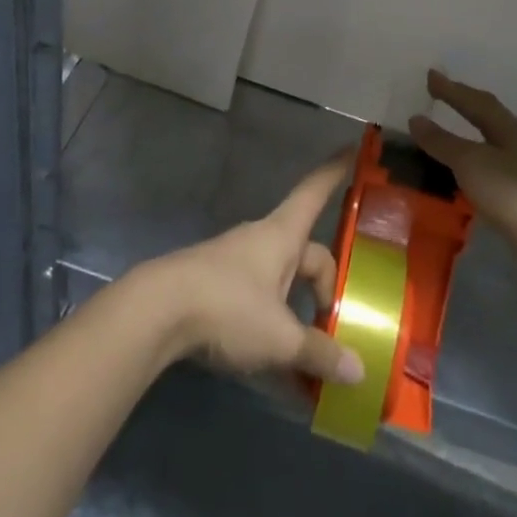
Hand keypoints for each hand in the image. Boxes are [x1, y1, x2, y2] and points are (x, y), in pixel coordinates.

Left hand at [135, 156, 364, 384]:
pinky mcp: (218, 285)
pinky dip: (275, 327)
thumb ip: (319, 352)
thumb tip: (358, 370)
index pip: (315, 192)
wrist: (158, 311)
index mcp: (283, 235)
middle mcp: (262, 240)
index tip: (353, 146)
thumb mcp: (280, 338)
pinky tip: (278, 367)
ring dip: (299, 313)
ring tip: (312, 359)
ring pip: (283, 282)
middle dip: (324, 288)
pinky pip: (260, 301)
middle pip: (307, 254)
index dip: (335, 172)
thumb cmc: (227, 308)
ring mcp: (237, 261)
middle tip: (337, 326)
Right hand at [408, 70, 516, 261]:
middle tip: (439, 94)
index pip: (475, 100)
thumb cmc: (513, 192)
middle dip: (463, 103)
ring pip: (489, 140)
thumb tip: (416, 119)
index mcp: (507, 127)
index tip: (430, 75)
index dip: (452, 88)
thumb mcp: (470, 162)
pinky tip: (462, 170)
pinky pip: (489, 164)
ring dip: (467, 132)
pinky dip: (471, 159)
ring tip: (445, 130)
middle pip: (487, 116)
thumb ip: (442, 141)